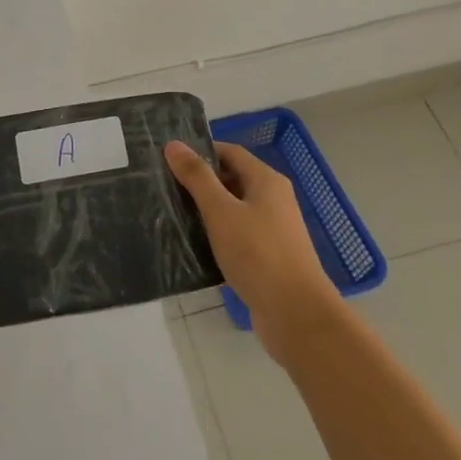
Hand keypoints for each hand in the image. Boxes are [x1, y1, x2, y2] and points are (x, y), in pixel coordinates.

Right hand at [166, 140, 344, 365]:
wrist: (295, 314)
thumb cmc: (258, 254)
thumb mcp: (221, 211)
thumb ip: (197, 177)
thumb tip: (173, 144)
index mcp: (266, 181)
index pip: (230, 152)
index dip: (201, 152)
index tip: (169, 159)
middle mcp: (273, 200)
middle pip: (232, 180)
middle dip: (201, 182)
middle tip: (165, 187)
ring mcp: (272, 230)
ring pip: (233, 210)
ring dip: (207, 212)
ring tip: (172, 215)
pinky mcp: (268, 257)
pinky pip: (237, 236)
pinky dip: (217, 236)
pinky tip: (193, 247)